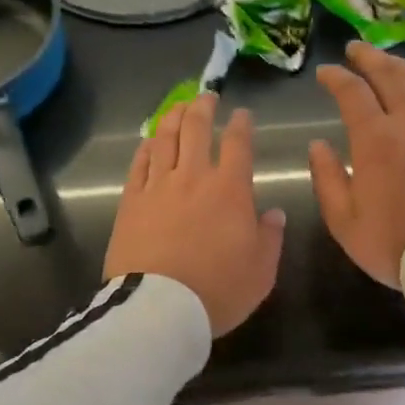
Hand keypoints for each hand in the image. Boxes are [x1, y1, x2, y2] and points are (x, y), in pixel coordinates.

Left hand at [105, 92, 285, 335]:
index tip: (242, 114)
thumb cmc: (218, 290)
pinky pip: (138, 164)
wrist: (160, 308)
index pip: (238, 144)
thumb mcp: (261, 271)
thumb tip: (274, 213)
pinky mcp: (131, 202)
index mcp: (230, 190)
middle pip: (197, 130)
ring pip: (165, 139)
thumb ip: (270, 237)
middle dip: (203, 108)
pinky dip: (146, 147)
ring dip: (173, 117)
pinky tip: (149, 140)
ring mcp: (158, 187)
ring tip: (179, 106)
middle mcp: (193, 177)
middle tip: (206, 97)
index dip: (241, 125)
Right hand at [309, 42, 404, 288]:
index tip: (325, 73)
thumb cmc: (391, 242)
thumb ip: (327, 177)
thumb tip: (318, 145)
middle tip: (355, 50)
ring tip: (389, 62)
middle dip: (369, 58)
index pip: (352, 93)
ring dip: (402, 66)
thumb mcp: (343, 219)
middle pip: (390, 75)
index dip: (336, 77)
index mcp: (376, 140)